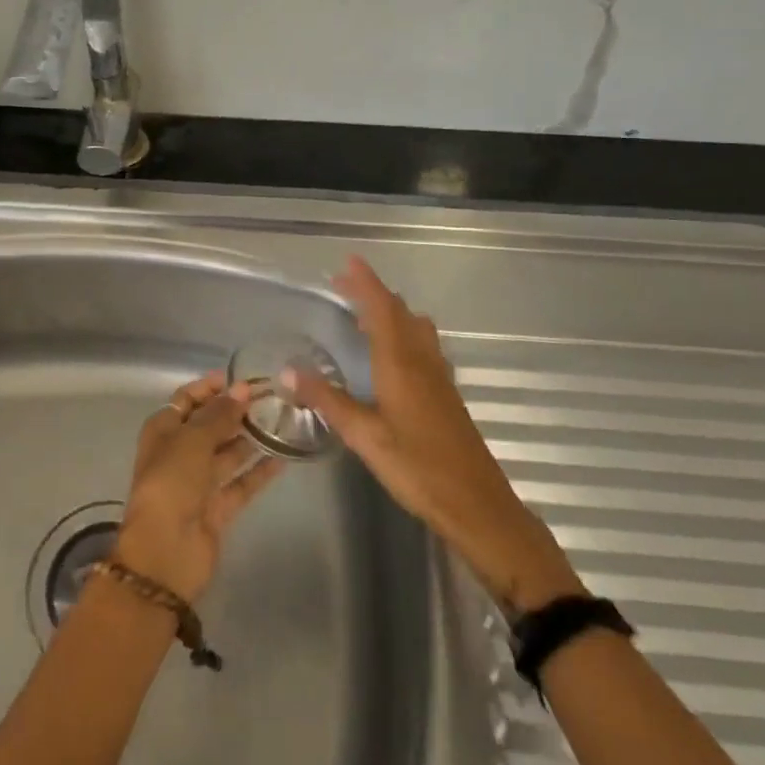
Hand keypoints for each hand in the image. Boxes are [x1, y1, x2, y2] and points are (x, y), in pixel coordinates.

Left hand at [113, 373, 284, 604]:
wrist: (166, 553)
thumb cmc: (171, 483)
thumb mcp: (192, 440)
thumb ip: (219, 414)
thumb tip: (242, 390)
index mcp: (163, 431)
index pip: (187, 399)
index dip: (211, 387)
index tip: (241, 378)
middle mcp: (179, 453)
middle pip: (209, 424)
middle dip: (235, 411)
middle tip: (270, 398)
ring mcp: (199, 482)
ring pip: (228, 452)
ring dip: (249, 438)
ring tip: (281, 420)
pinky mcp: (217, 508)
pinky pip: (241, 482)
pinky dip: (259, 471)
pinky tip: (283, 456)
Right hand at [283, 257, 583, 611]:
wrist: (476, 504)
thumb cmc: (417, 467)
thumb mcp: (365, 435)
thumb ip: (327, 400)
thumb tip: (288, 370)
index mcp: (401, 362)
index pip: (382, 308)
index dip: (366, 282)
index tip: (349, 261)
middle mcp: (422, 360)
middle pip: (400, 312)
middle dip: (373, 294)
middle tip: (345, 288)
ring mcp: (439, 376)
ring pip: (416, 328)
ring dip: (392, 313)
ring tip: (366, 317)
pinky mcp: (447, 394)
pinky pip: (424, 346)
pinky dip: (404, 334)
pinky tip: (395, 357)